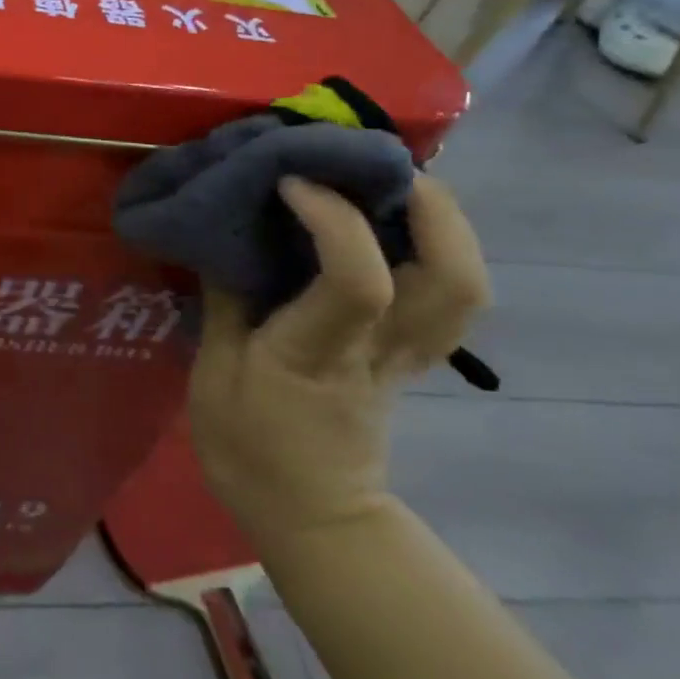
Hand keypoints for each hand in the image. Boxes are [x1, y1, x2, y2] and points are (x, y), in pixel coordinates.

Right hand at [188, 175, 489, 547]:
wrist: (309, 515)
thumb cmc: (249, 450)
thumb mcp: (213, 376)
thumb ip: (225, 301)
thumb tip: (227, 237)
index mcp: (321, 355)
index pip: (357, 280)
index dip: (333, 218)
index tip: (292, 180)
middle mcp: (381, 349)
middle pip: (453, 278)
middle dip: (430, 207)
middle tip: (379, 163)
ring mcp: (409, 355)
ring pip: (466, 284)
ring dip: (445, 220)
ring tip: (396, 181)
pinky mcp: (413, 356)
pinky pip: (449, 293)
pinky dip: (437, 246)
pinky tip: (398, 222)